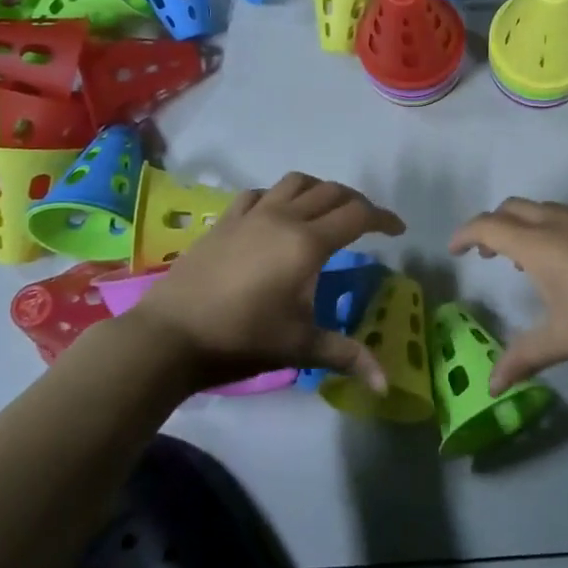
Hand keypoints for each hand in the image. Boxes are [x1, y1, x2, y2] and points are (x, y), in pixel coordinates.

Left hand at [125, 172, 404, 393]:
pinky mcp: (225, 221)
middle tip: (368, 224)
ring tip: (327, 211)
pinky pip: (260, 193)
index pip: (357, 216)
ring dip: (320, 190)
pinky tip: (278, 214)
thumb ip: (347, 355)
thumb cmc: (241, 339)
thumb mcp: (300, 347)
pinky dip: (280, 196)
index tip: (398, 231)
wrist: (170, 336)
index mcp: (307, 244)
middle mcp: (283, 218)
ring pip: (296, 183)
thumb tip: (386, 384)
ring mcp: (251, 215)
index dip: (383, 219)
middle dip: (357, 203)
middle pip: (331, 192)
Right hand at [448, 199, 567, 389]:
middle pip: (514, 208)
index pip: (488, 225)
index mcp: (540, 244)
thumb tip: (491, 387)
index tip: (455, 249)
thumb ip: (523, 358)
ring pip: (548, 209)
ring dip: (528, 226)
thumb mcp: (564, 340)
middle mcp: (562, 221)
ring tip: (531, 259)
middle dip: (494, 225)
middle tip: (489, 252)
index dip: (465, 234)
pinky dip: (561, 230)